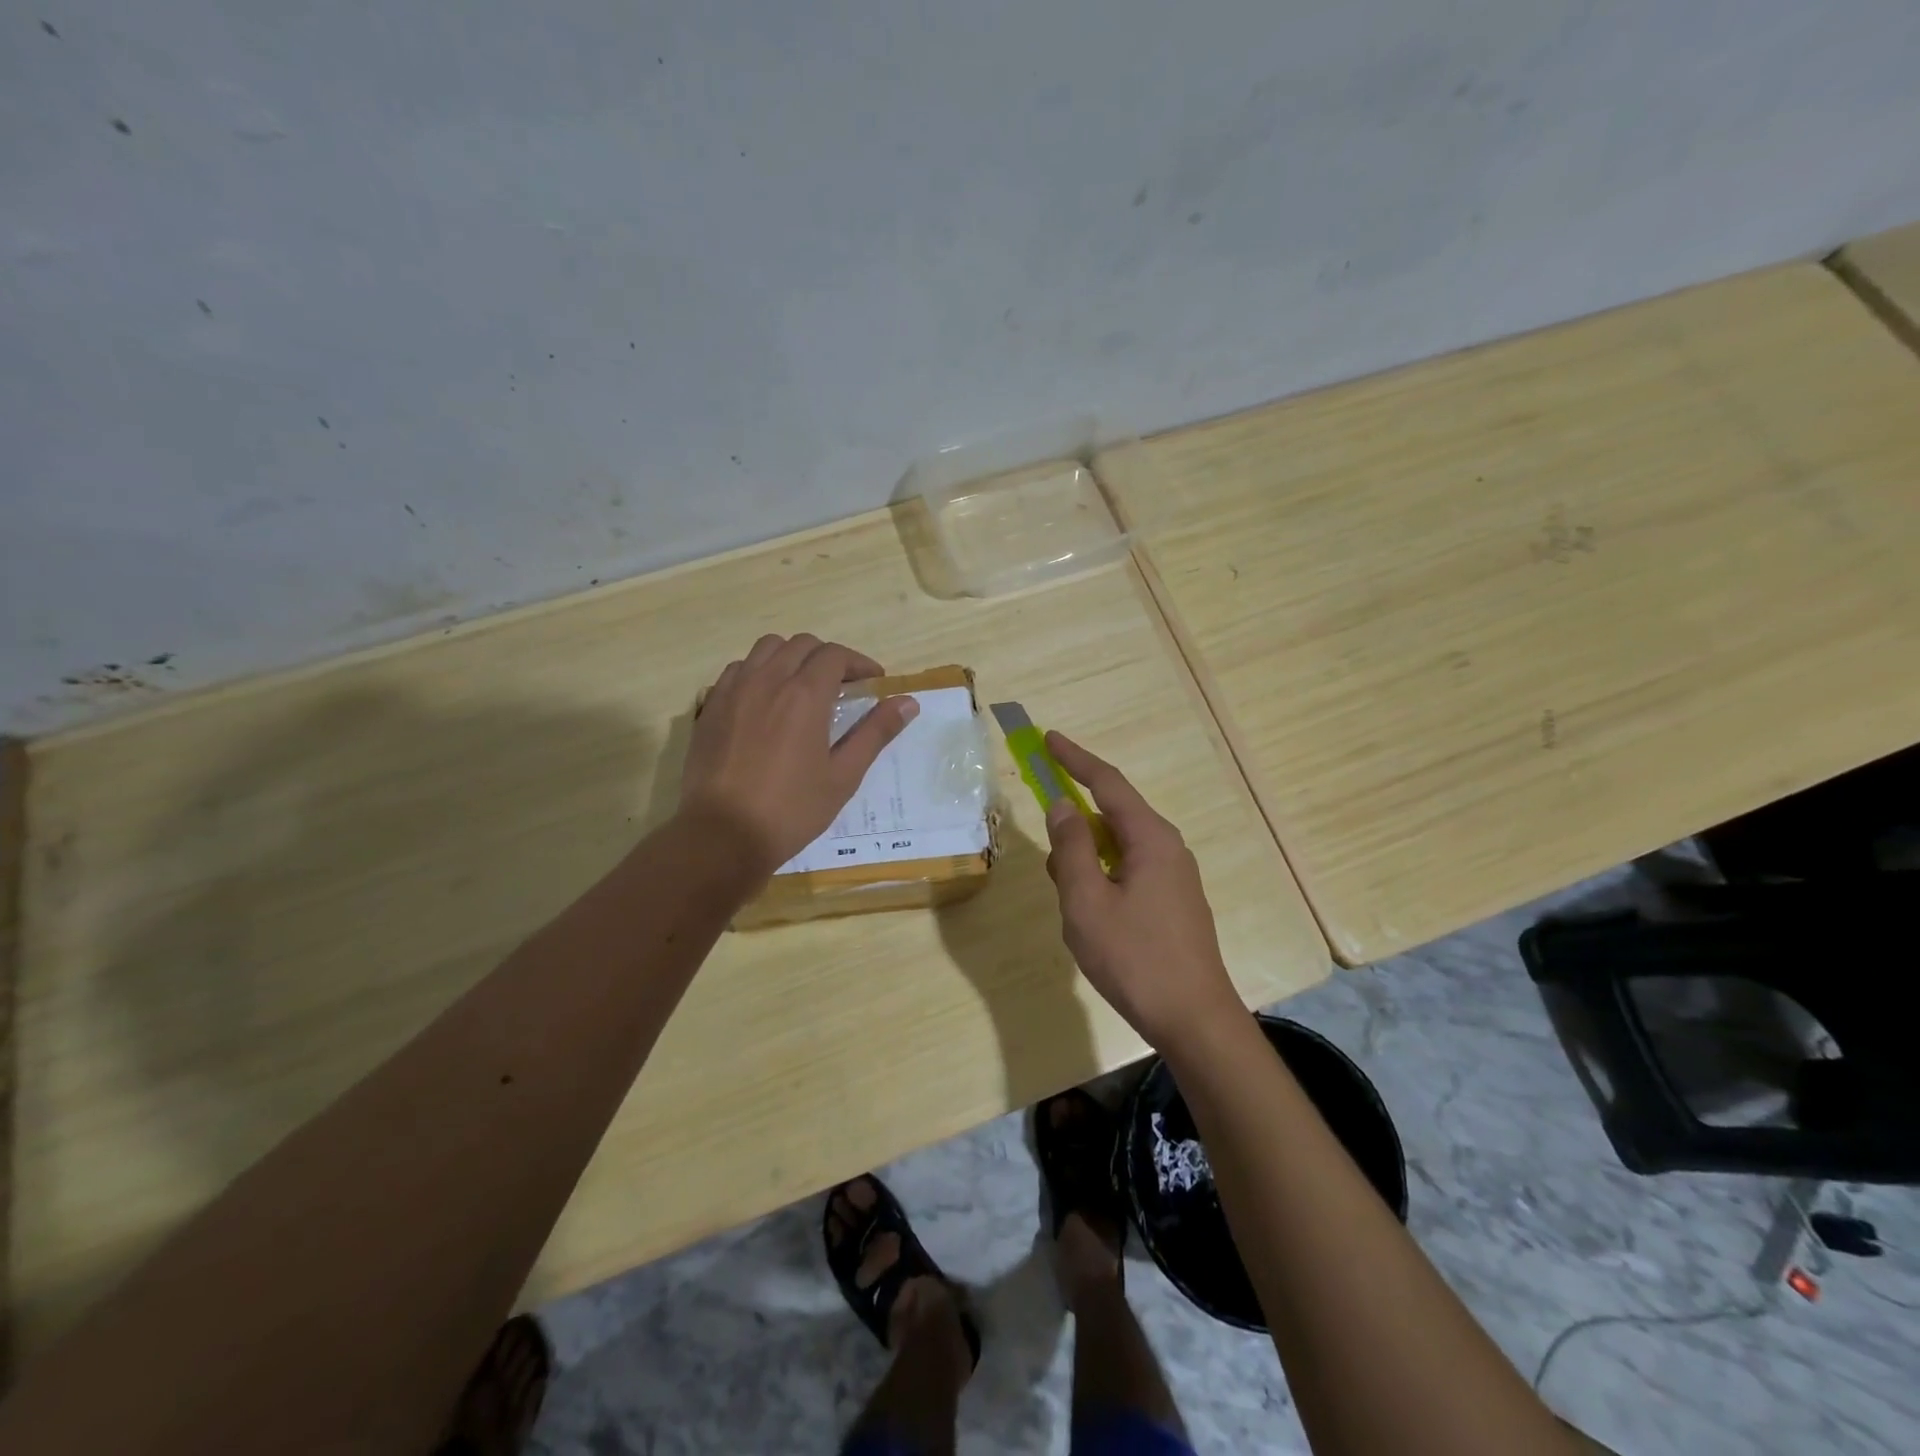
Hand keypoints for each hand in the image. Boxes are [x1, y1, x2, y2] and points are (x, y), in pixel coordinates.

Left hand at [680, 634, 918, 875]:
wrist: (722, 835)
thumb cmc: (791, 809)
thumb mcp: (843, 776)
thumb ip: (876, 733)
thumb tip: (908, 702)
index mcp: (804, 695)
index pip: (835, 655)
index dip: (859, 663)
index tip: (872, 682)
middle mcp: (767, 680)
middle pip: (801, 645)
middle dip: (827, 657)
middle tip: (842, 686)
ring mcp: (733, 690)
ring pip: (765, 649)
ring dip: (790, 658)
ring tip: (801, 687)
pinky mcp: (710, 707)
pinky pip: (737, 670)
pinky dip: (758, 672)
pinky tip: (765, 701)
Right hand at [1042, 731, 1242, 1050]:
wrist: (1194, 1019)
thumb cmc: (1134, 958)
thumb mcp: (1087, 901)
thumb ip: (1071, 848)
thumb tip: (1062, 806)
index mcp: (1150, 839)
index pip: (1107, 783)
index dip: (1075, 759)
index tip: (1048, 739)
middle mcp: (1167, 849)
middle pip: (1111, 818)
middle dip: (1075, 831)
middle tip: (1055, 862)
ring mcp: (1173, 877)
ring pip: (1116, 851)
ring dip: (1085, 866)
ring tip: (1073, 910)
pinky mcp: (1172, 903)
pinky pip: (1127, 874)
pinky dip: (1101, 884)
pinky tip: (1093, 922)